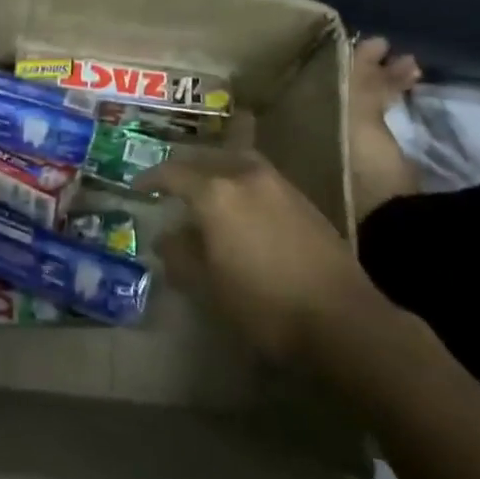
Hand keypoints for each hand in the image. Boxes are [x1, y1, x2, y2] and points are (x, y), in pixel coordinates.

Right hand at [139, 150, 395, 365]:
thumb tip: (166, 237)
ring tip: (205, 191)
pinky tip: (241, 207)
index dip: (151, 178)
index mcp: (215, 193)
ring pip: (236, 163)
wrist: (342, 319)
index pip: (173, 173)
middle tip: (170, 185)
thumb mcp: (208, 286)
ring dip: (216, 172)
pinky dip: (240, 183)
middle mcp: (244, 176)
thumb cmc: (264, 304)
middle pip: (206, 160)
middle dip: (184, 170)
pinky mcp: (302, 199)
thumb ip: (181, 255)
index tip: (137, 186)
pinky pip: (258, 178)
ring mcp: (278, 184)